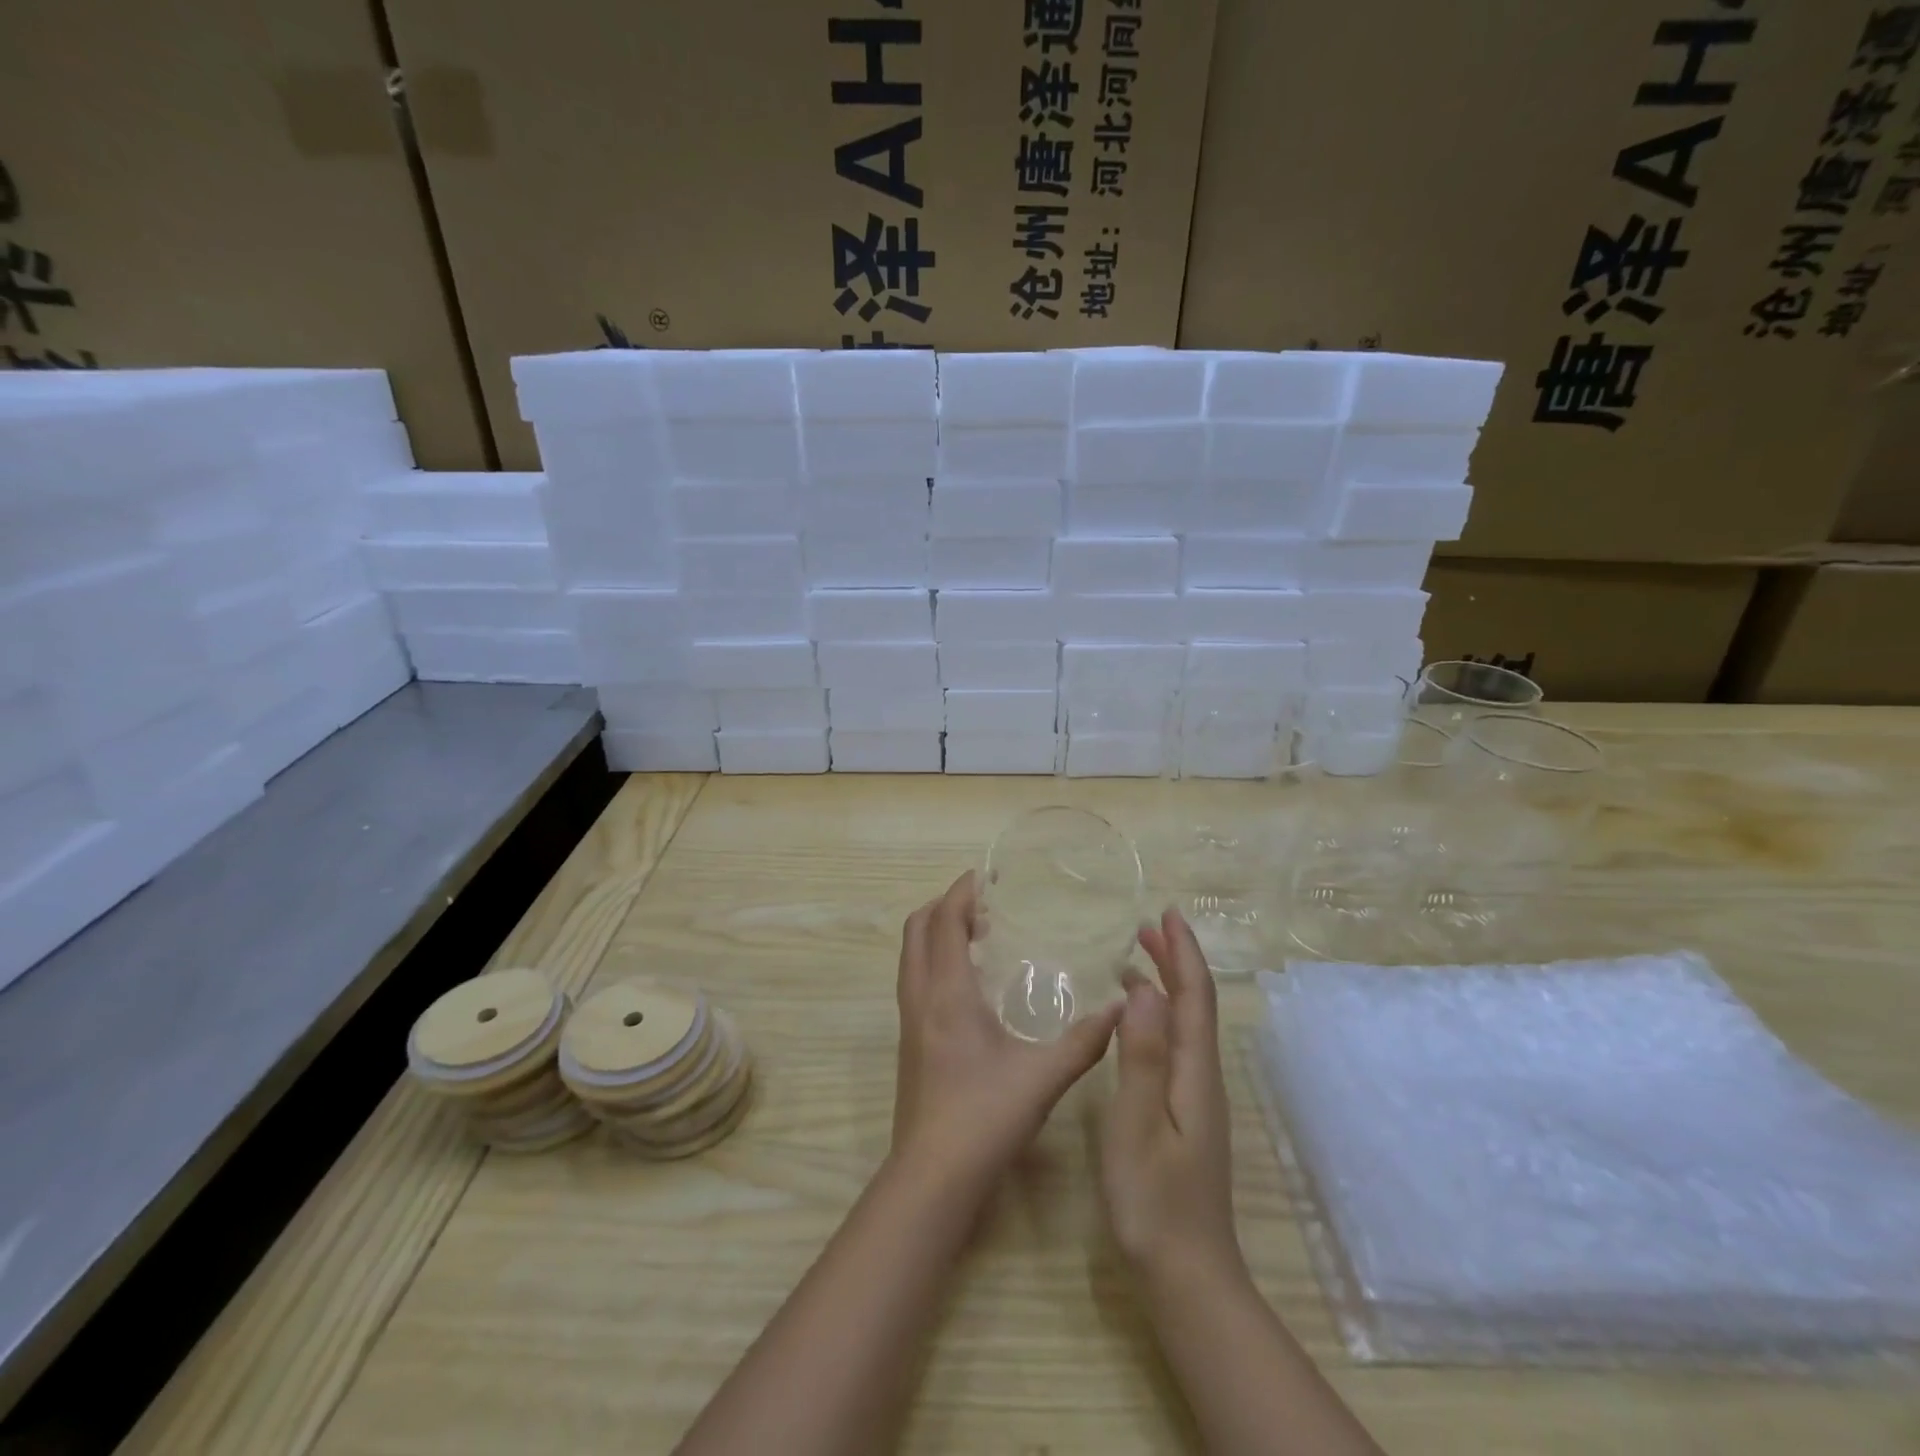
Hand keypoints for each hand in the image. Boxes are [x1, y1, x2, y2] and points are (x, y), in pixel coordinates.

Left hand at [890, 871, 1122, 1200]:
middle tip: (984, 904)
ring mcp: (909, 1022)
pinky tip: (969, 985)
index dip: (960, 893)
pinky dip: (934, 961)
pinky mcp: (909, 1043)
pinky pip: (915, 980)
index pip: (943, 922)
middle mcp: (920, 998)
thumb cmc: (985, 1118)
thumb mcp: (1043, 1077)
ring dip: (936, 933)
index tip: (986, 877)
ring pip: (911, 956)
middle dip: (944, 906)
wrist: (932, 1177)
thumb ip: (1084, 1041)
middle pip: (916, 930)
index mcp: (947, 994)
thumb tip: (1120, 1008)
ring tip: (978, 935)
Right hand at [1100, 909, 1243, 1287]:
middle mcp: (1202, 1076)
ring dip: (1167, 985)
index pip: (1194, 997)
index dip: (1183, 952)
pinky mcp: (1185, 1114)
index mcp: (1193, 1072)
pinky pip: (1174, 1046)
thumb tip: (1147, 989)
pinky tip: (1134, 1023)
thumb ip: (1142, 1055)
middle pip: (1195, 1005)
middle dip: (1176, 960)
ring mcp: (1196, 1098)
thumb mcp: (1137, 1123)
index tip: (1168, 913)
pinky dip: (1158, 1017)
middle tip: (1147, 925)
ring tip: (1135, 958)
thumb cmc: (1154, 1199)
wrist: (1187, 1275)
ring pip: (1185, 1025)